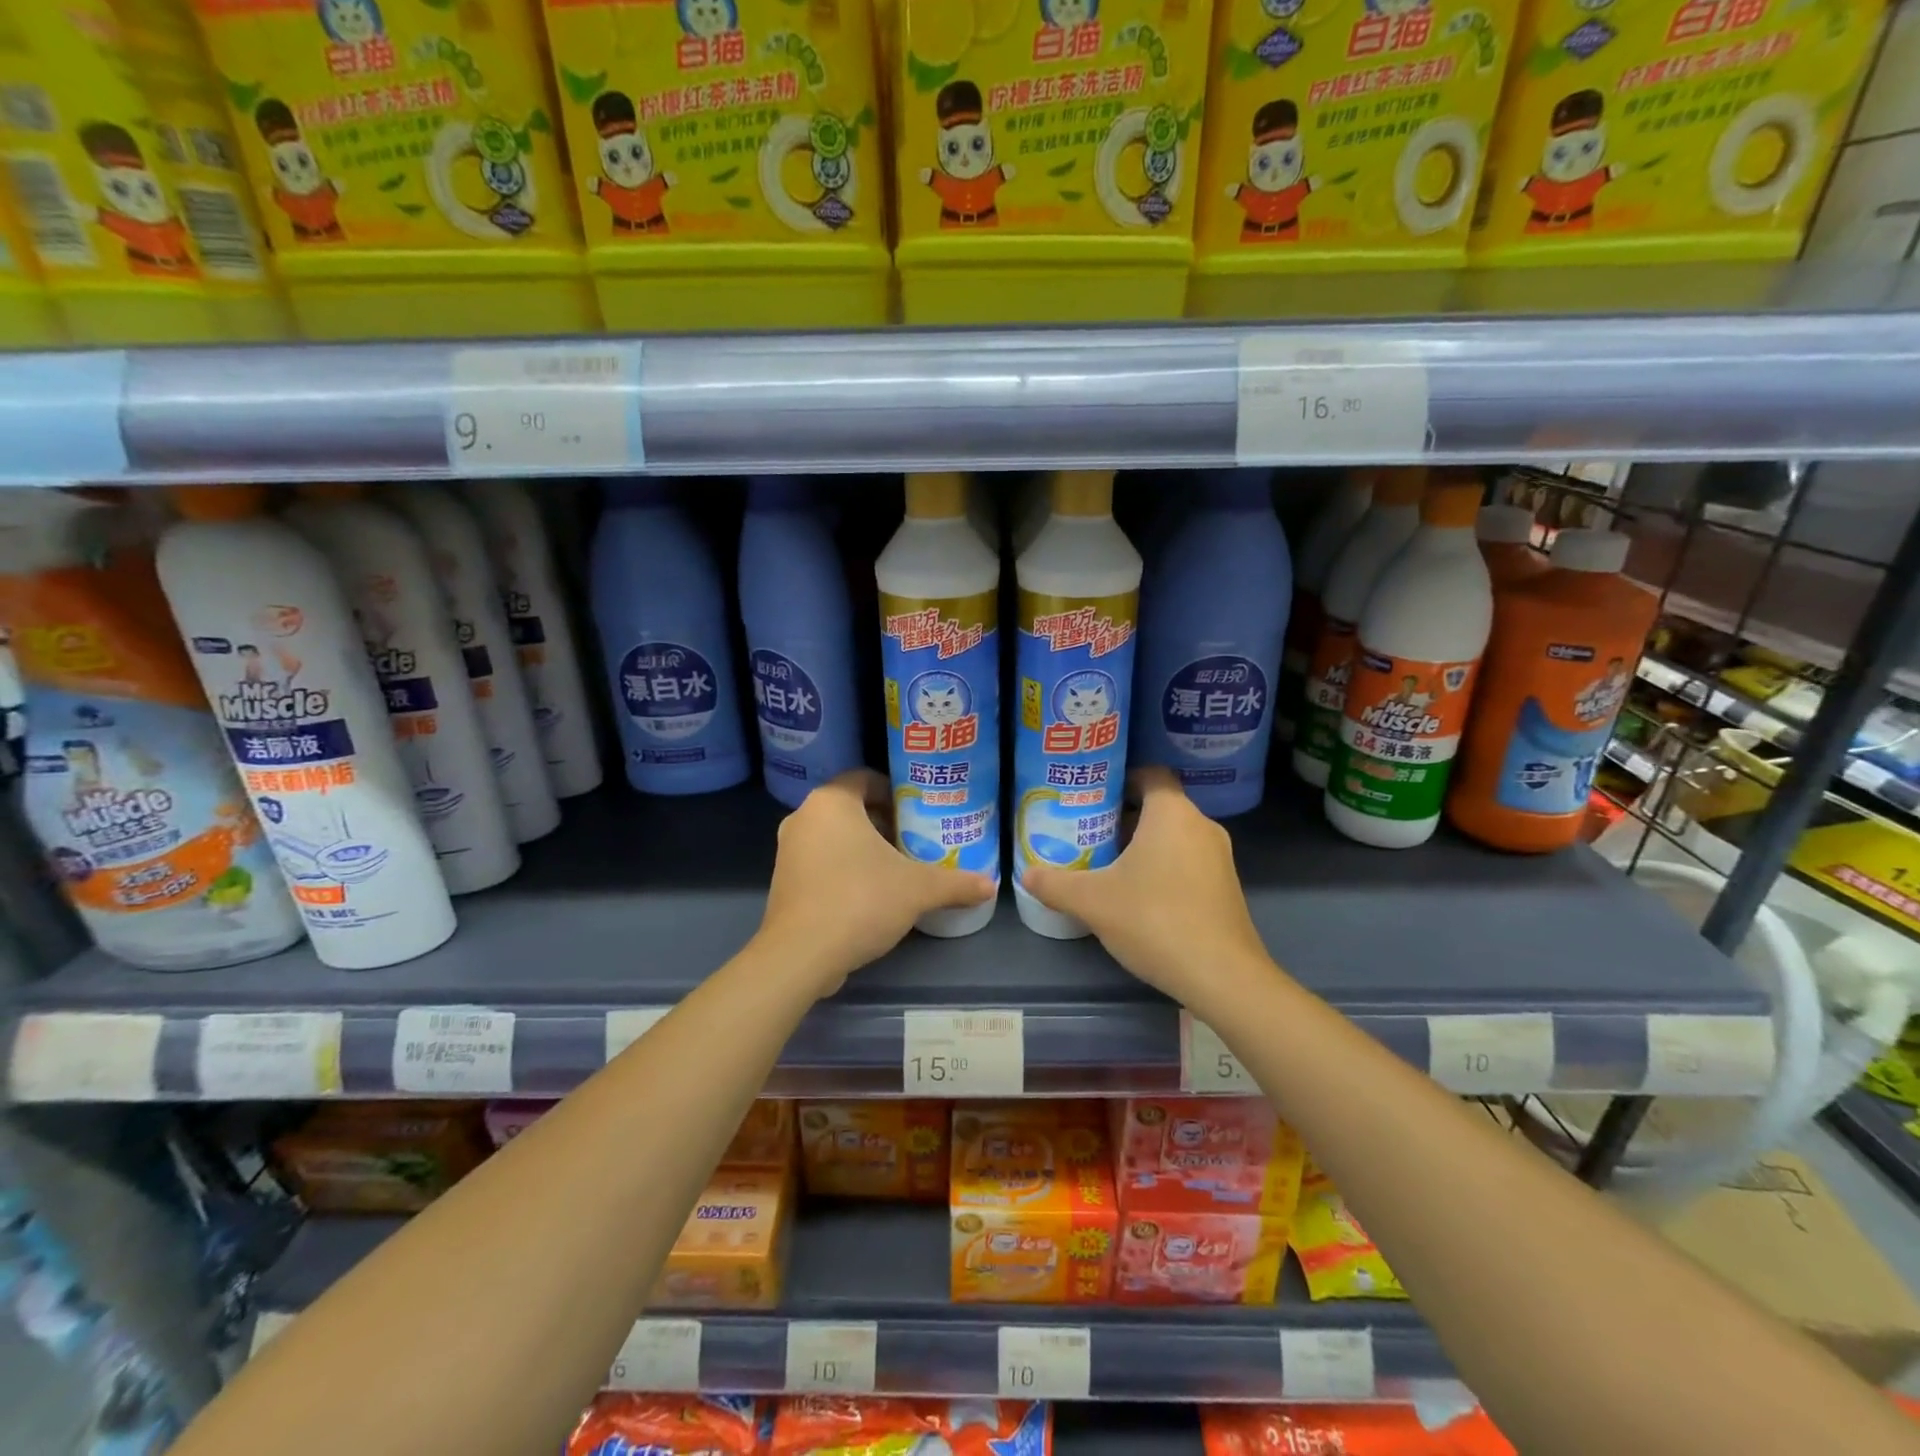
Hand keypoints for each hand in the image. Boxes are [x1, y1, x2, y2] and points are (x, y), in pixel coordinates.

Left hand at [757, 769, 995, 995]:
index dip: (895, 790)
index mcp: (832, 802)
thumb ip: (955, 883)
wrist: (801, 955)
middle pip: (851, 809)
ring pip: (834, 837)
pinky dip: (845, 869)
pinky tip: (872, 894)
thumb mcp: (918, 889)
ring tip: (899, 867)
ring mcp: (788, 851)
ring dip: (864, 848)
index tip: (920, 810)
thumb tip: (990, 885)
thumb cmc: (860, 900)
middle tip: (917, 839)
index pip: (865, 778)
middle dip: (885, 822)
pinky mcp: (783, 883)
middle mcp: (804, 818)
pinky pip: (821, 862)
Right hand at [1023, 768, 1268, 1007]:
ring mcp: (1219, 857)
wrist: (1222, 976)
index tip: (1092, 796)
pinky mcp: (1226, 887)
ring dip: (1143, 845)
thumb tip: (1026, 874)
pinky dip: (1163, 867)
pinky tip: (1139, 896)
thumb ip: (1055, 884)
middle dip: (1123, 817)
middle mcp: (1201, 826)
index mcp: (1172, 813)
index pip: (1150, 774)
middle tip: (1088, 832)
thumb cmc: (1154, 920)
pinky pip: (1188, 861)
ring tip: (1107, 864)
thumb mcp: (1092, 902)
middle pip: (1159, 806)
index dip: (1120, 779)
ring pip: (1174, 836)